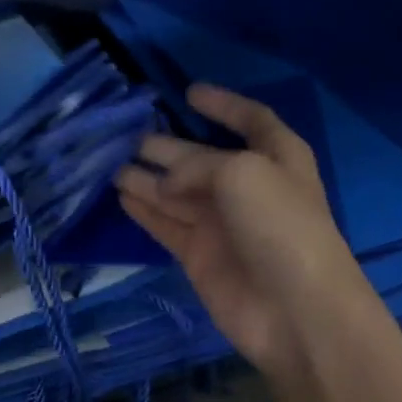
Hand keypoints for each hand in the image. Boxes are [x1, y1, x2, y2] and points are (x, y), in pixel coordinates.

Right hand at [115, 85, 371, 388]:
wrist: (293, 309)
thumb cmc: (280, 227)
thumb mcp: (243, 174)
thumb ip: (197, 166)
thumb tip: (162, 182)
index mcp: (276, 157)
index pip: (250, 120)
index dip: (222, 105)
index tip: (188, 92)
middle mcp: (247, 187)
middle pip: (200, 159)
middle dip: (167, 146)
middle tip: (126, 136)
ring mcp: (221, 224)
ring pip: (175, 193)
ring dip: (146, 178)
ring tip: (109, 163)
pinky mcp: (198, 256)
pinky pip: (166, 225)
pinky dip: (144, 211)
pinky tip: (120, 196)